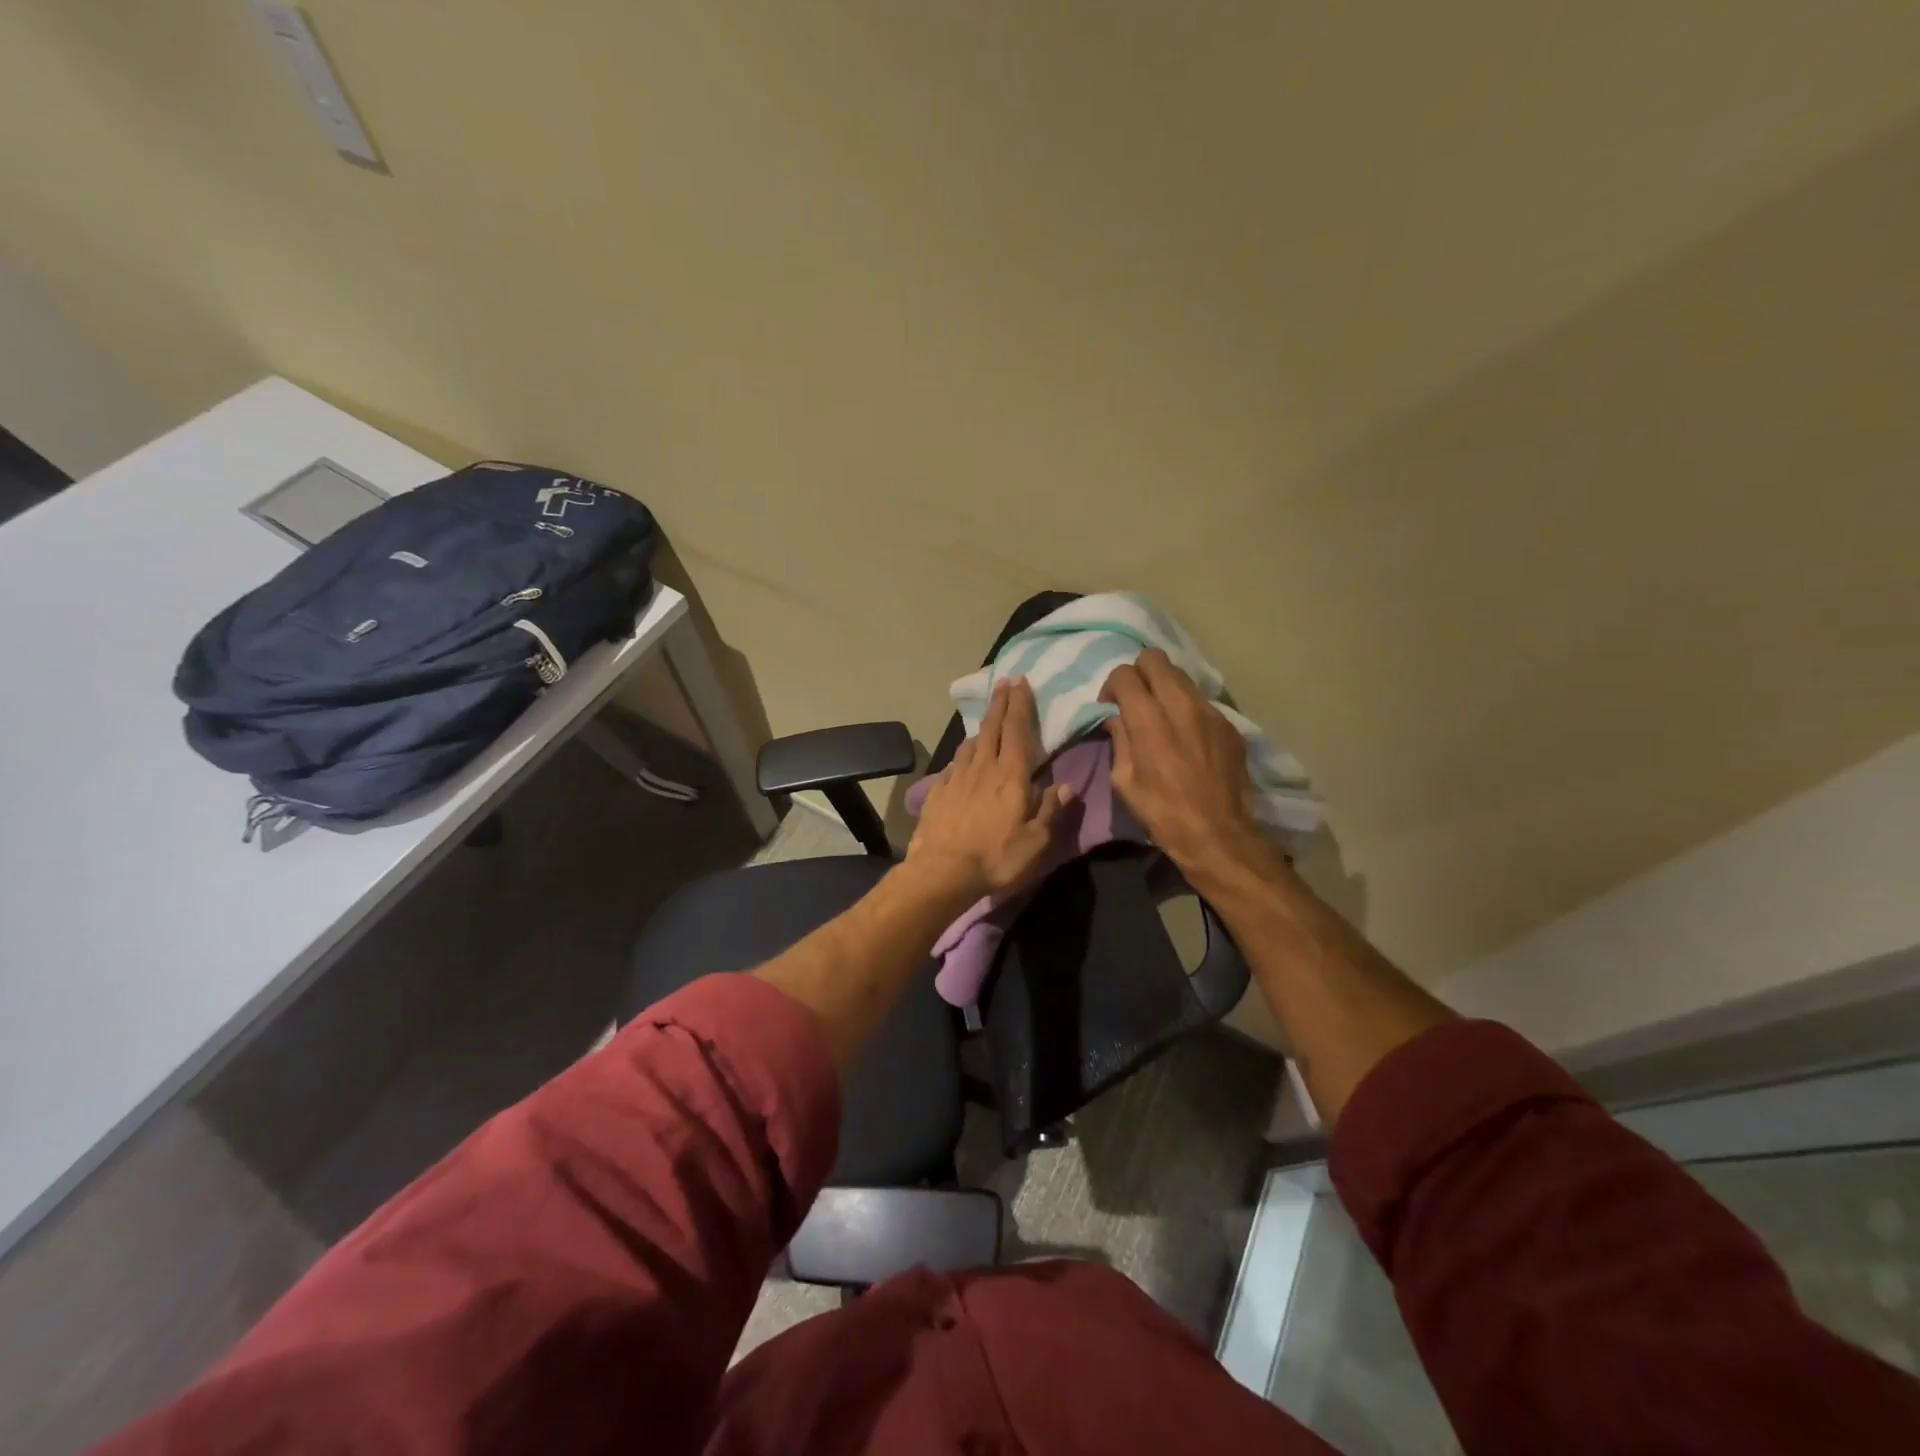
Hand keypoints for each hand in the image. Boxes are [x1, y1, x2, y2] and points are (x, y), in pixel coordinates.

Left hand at [907, 678, 1072, 902]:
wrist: (942, 871)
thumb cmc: (996, 857)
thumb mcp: (1036, 841)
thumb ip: (1051, 810)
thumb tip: (1065, 786)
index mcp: (1011, 776)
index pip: (1016, 730)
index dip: (1019, 704)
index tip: (1020, 682)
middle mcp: (983, 768)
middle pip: (992, 728)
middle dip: (999, 703)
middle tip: (1003, 683)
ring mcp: (957, 778)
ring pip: (970, 743)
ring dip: (981, 728)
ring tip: (987, 721)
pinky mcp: (938, 791)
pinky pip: (953, 765)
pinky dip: (962, 756)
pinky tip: (963, 759)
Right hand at [1099, 649, 1267, 880]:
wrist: (1218, 834)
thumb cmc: (1162, 811)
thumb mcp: (1124, 781)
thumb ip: (1119, 740)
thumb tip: (1117, 718)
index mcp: (1148, 719)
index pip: (1125, 674)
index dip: (1112, 685)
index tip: (1111, 706)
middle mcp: (1180, 704)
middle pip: (1155, 659)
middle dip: (1139, 673)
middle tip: (1135, 699)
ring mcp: (1209, 711)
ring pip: (1181, 676)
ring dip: (1165, 687)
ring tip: (1162, 714)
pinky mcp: (1229, 724)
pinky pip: (1202, 701)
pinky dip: (1187, 708)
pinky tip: (1187, 735)